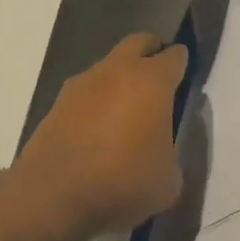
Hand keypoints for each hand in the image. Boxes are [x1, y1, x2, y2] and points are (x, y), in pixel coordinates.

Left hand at [13, 33, 187, 233]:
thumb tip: (162, 149)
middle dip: (152, 54)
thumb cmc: (122, 182)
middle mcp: (117, 70)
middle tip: (159, 82)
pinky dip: (96, 102)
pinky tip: (98, 132)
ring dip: (120, 80)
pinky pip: (86, 92)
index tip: (186, 80)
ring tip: (126, 114)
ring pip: (109, 67)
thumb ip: (171, 153)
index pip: (175, 56)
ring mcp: (83, 83)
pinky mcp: (58, 102)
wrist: (53, 196)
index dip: (183, 64)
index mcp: (152, 81)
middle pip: (139, 44)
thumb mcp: (168, 180)